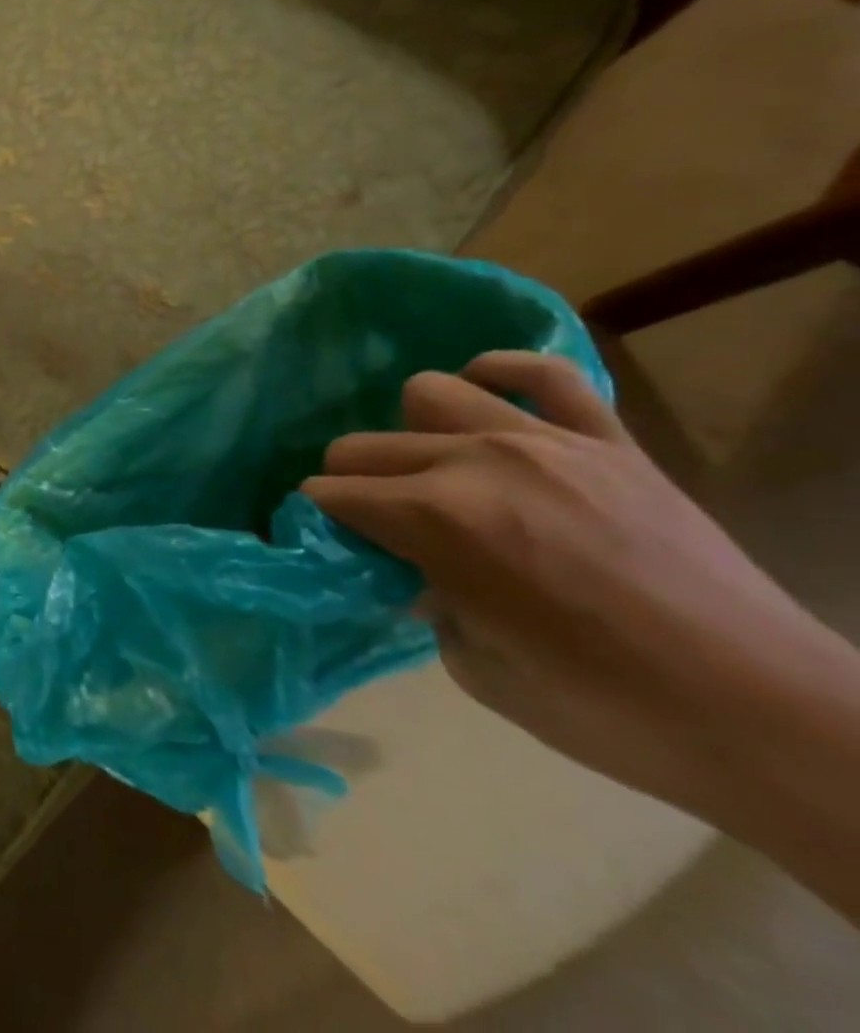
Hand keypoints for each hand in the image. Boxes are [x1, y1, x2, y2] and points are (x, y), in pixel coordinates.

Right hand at [301, 352, 843, 827]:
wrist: (769, 717)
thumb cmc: (606, 709)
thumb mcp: (475, 666)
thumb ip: (426, 597)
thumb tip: (415, 566)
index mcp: (435, 521)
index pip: (332, 494)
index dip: (321, 519)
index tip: (332, 541)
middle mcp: (475, 463)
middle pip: (364, 445)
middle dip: (350, 482)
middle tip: (378, 521)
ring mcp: (545, 442)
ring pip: (431, 391)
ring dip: (415, 433)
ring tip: (440, 469)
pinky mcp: (609, 442)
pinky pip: (545, 373)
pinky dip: (504, 375)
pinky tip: (492, 398)